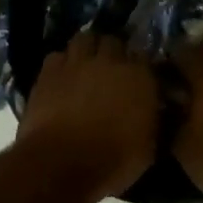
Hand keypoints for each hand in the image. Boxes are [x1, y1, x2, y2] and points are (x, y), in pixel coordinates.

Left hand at [16, 32, 159, 200]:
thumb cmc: (113, 160)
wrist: (62, 163)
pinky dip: (62, 63)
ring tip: (85, 65)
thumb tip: (154, 111)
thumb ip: (153, 120)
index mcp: (140, 76)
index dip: (140, 68)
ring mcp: (76, 62)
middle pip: (113, 41)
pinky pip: (57, 55)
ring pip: (84, 39)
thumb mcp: (149, 148)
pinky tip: (62, 77)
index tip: (138, 80)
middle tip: (110, 69)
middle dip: (112, 51)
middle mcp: (110, 61)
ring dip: (87, 49)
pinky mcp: (48, 72)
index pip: (144, 58)